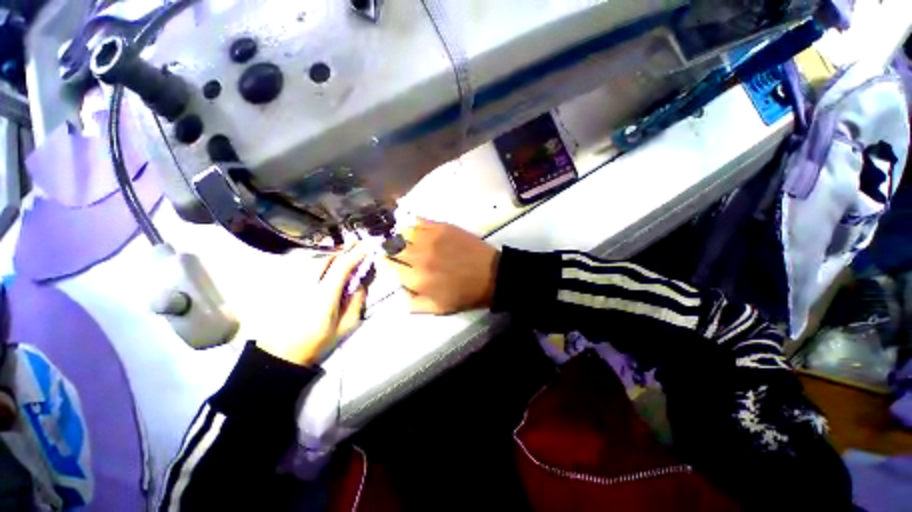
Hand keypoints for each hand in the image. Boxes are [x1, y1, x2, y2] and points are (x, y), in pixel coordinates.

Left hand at [257, 246, 368, 365]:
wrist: (280, 352)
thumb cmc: (316, 341)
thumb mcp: (345, 326)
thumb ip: (356, 302)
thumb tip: (360, 283)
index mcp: (324, 295)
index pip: (342, 267)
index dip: (355, 254)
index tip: (367, 246)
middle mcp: (308, 284)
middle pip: (328, 258)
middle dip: (344, 251)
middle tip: (357, 245)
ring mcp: (295, 283)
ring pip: (317, 260)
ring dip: (334, 255)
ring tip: (346, 252)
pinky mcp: (288, 284)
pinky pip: (308, 266)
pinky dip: (322, 262)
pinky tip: (328, 263)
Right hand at [386, 219, 498, 314]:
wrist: (491, 275)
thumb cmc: (465, 294)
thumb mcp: (437, 308)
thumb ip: (413, 302)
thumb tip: (399, 290)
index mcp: (416, 279)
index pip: (388, 266)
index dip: (385, 264)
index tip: (388, 263)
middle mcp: (418, 257)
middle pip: (392, 248)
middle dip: (390, 250)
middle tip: (395, 251)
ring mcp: (430, 239)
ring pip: (402, 232)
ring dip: (401, 237)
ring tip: (406, 240)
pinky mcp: (442, 226)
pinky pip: (419, 221)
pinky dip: (413, 225)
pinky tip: (416, 229)